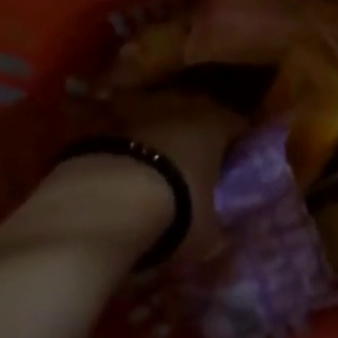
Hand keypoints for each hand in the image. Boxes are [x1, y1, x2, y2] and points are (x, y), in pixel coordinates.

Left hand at [108, 90, 245, 262]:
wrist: (105, 202)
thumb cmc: (174, 211)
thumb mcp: (207, 233)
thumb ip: (215, 224)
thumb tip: (219, 232)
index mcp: (215, 122)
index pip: (236, 124)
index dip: (237, 142)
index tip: (237, 159)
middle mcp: (179, 104)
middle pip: (194, 112)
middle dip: (194, 133)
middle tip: (194, 161)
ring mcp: (137, 107)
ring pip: (155, 115)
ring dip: (156, 134)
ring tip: (152, 165)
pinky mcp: (100, 118)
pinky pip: (121, 130)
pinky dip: (123, 144)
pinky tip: (119, 168)